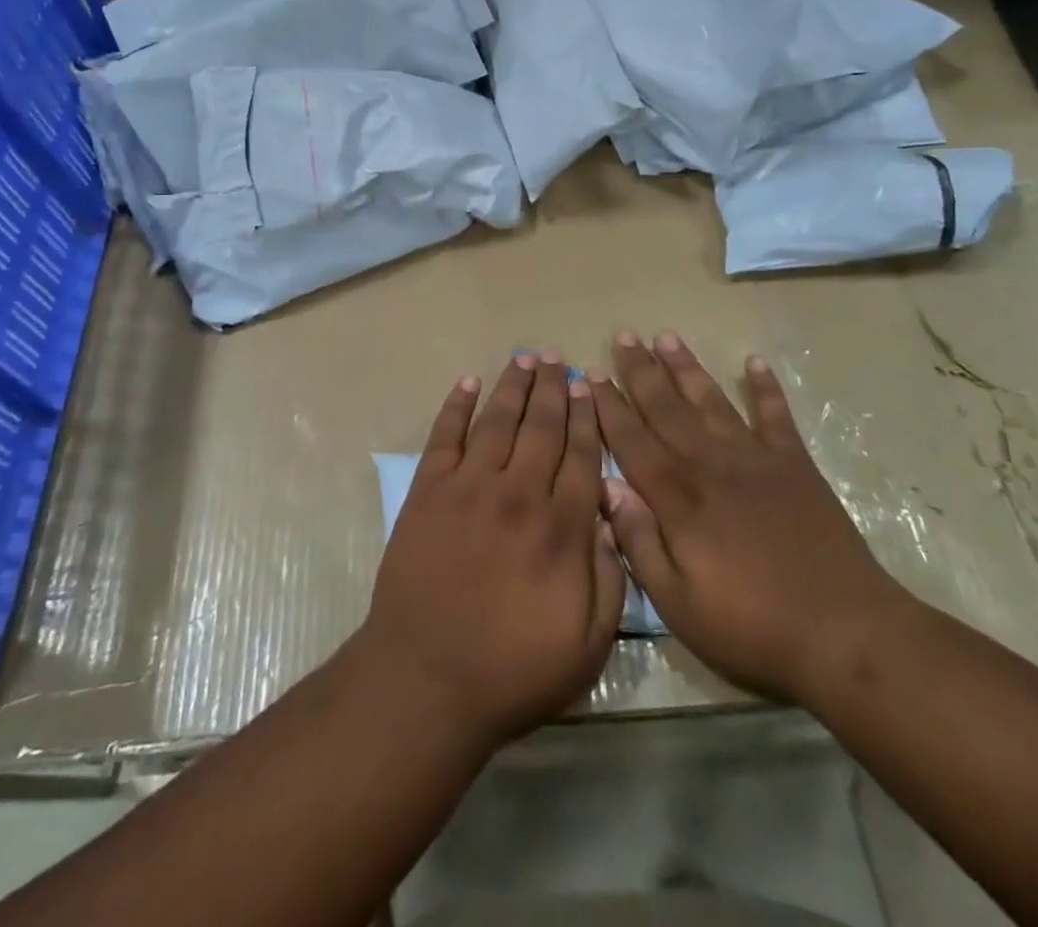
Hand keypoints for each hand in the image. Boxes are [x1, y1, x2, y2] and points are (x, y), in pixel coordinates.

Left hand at [358, 352, 625, 750]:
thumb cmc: (513, 670)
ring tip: (524, 357)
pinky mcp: (429, 491)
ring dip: (513, 385)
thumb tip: (611, 520)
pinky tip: (468, 383)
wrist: (426, 679)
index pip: (581, 455)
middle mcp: (519, 492)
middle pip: (542, 426)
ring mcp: (470, 486)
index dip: (586, 417)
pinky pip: (445, 435)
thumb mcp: (588, 644)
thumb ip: (612, 579)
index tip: (588, 387)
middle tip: (558, 357)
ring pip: (498, 420)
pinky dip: (456, 405)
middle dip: (553, 388)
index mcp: (561, 527)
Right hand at [591, 331, 909, 706]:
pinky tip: (754, 362)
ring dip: (687, 367)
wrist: (843, 631)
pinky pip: (776, 416)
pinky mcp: (795, 465)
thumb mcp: (677, 603)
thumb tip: (607, 488)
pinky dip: (765, 388)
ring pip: (711, 400)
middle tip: (623, 336)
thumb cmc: (750, 625)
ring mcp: (755, 459)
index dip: (609, 406)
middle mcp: (710, 463)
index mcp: (677, 496)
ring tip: (666, 336)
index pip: (631, 440)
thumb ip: (638, 542)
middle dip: (641, 371)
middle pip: (666, 407)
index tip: (590, 374)